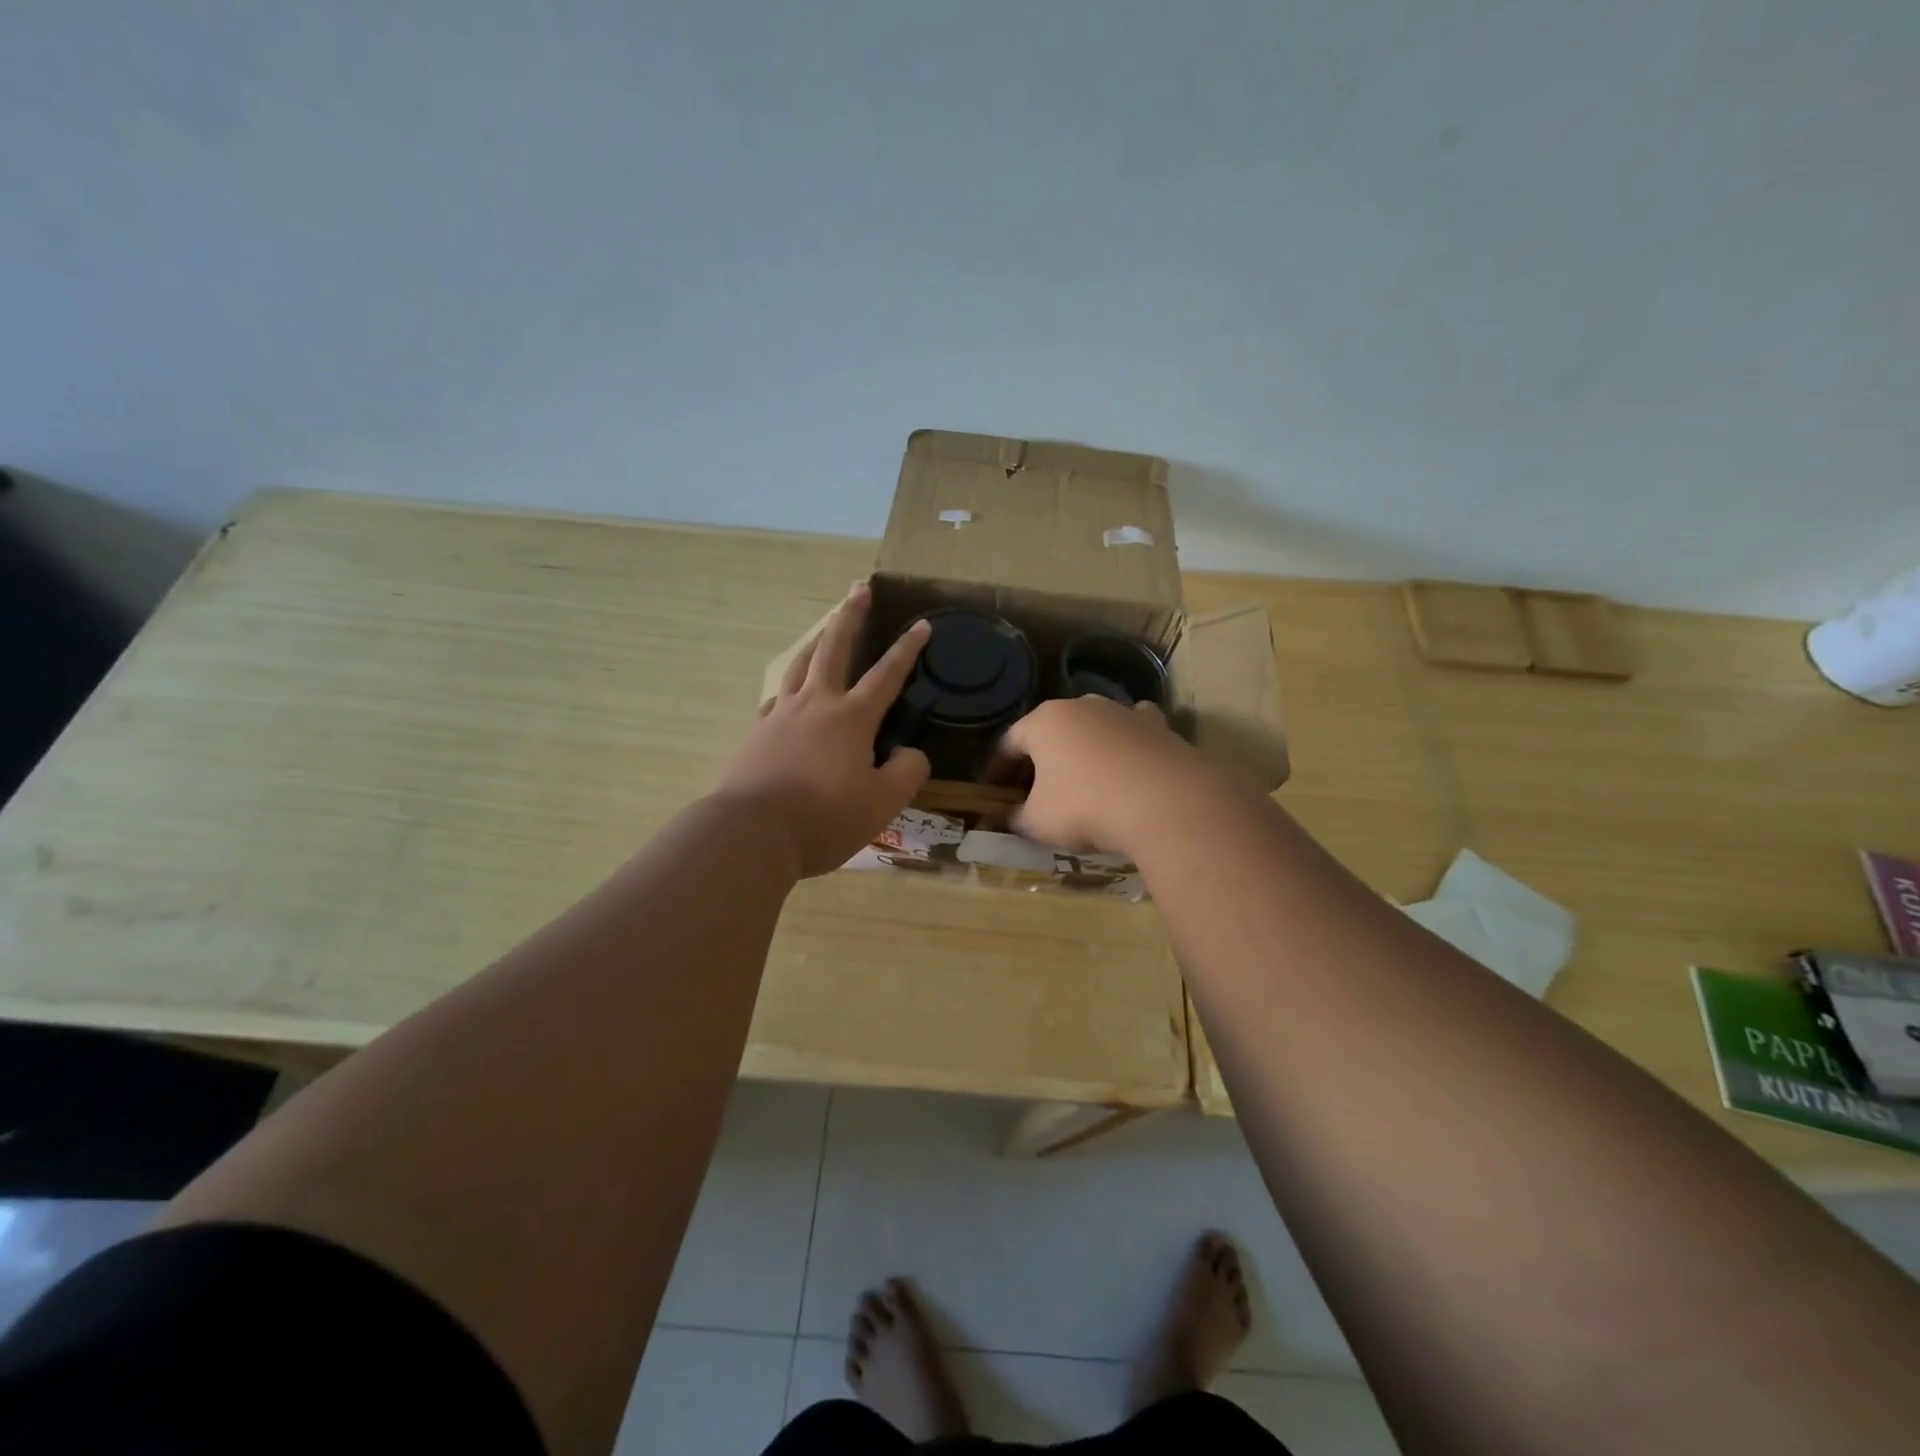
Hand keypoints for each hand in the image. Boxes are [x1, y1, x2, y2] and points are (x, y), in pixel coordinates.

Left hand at [715, 583, 931, 876]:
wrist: (752, 833)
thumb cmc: (825, 818)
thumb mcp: (883, 802)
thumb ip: (907, 772)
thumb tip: (909, 753)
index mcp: (851, 718)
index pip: (887, 674)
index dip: (907, 649)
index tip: (921, 624)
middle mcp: (815, 704)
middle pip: (834, 649)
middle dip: (849, 617)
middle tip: (857, 589)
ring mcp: (780, 716)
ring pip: (799, 665)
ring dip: (815, 641)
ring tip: (824, 627)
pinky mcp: (756, 734)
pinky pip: (776, 698)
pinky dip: (788, 686)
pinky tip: (788, 692)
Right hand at [998, 696, 1218, 856]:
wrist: (1164, 802)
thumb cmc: (1085, 807)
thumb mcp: (1037, 823)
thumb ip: (1015, 819)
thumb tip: (1005, 819)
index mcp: (1043, 722)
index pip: (1009, 743)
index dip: (997, 768)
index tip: (992, 789)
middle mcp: (1081, 706)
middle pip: (1051, 731)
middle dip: (1040, 758)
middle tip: (1034, 787)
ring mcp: (1122, 712)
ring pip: (1093, 726)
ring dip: (1084, 748)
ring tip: (1082, 776)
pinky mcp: (1158, 726)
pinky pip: (1133, 731)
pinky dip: (1126, 744)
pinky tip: (1128, 762)